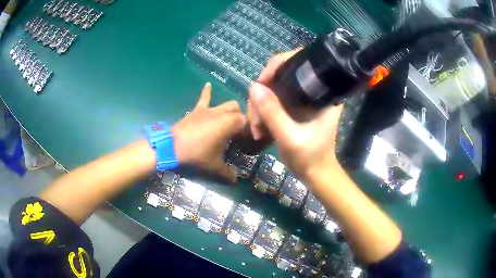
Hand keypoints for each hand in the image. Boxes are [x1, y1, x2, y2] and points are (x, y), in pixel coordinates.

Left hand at [173, 83, 245, 182]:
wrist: (173, 146)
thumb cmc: (197, 154)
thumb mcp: (214, 166)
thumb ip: (227, 173)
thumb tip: (235, 181)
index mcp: (231, 123)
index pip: (247, 122)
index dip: (248, 131)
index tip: (246, 142)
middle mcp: (223, 113)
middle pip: (238, 110)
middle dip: (241, 119)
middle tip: (237, 133)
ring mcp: (209, 109)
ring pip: (226, 104)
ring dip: (230, 110)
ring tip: (229, 119)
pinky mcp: (197, 110)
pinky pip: (204, 98)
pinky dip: (207, 91)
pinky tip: (208, 84)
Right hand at [248, 51, 342, 180]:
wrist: (315, 173)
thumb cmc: (310, 158)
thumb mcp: (290, 138)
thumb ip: (273, 113)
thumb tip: (253, 86)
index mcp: (322, 92)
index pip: (299, 60)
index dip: (277, 65)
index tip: (262, 83)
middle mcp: (312, 89)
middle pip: (280, 74)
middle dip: (262, 94)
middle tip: (255, 119)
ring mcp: (301, 98)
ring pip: (271, 88)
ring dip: (259, 107)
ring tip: (256, 130)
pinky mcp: (293, 107)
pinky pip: (271, 100)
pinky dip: (261, 112)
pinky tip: (258, 129)